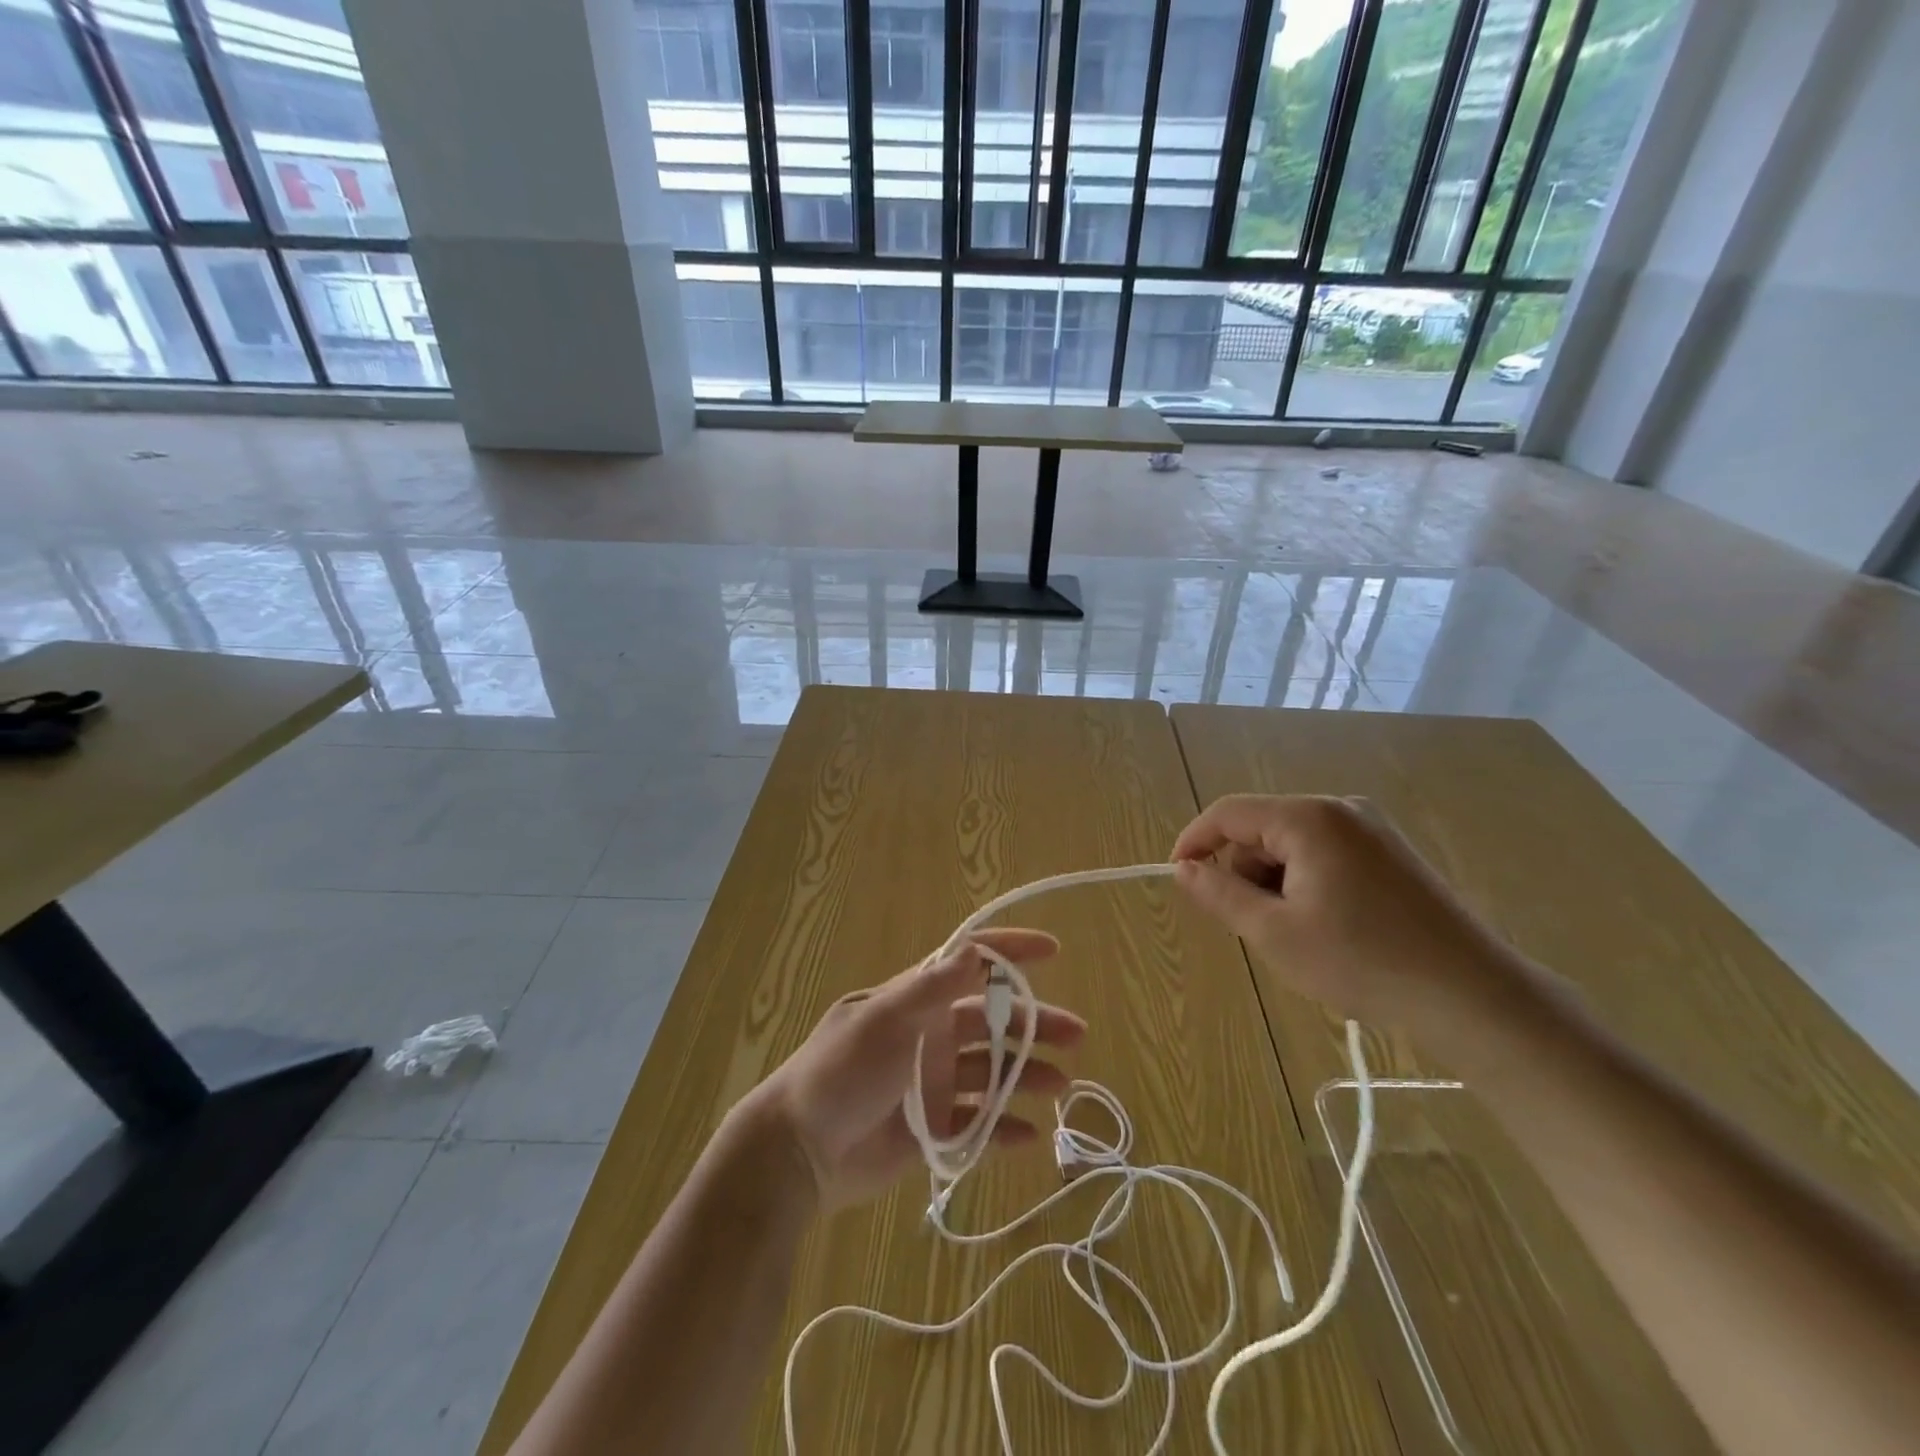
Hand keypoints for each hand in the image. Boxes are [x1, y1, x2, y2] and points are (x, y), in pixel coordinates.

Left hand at [744, 929, 1084, 1212]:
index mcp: (916, 1001)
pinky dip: (1003, 1128)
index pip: (969, 964)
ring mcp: (932, 1083)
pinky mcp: (931, 1129)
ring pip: (992, 1072)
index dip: (1009, 951)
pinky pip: (977, 1124)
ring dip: (1026, 1074)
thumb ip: (930, 990)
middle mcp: (929, 1035)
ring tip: (1060, 1085)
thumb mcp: (883, 1022)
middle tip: (1075, 1035)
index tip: (1052, 950)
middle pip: (993, 1021)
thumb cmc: (840, 1074)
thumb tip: (975, 950)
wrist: (798, 1153)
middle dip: (1033, 1023)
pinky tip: (1029, 1134)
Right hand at [1172, 794, 1530, 1035]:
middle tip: (1253, 926)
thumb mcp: (1275, 933)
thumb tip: (1184, 869)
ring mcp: (1371, 829)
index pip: (1228, 813)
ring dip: (1275, 882)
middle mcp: (1340, 809)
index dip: (1194, 841)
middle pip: (1261, 828)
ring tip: (1295, 934)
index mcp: (1309, 818)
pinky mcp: (1391, 853)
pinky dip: (1306, 883)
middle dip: (1243, 871)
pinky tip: (1326, 926)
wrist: (1474, 996)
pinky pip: (1324, 854)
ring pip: (1292, 844)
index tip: (1177, 877)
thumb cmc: (1363, 962)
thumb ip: (1220, 894)